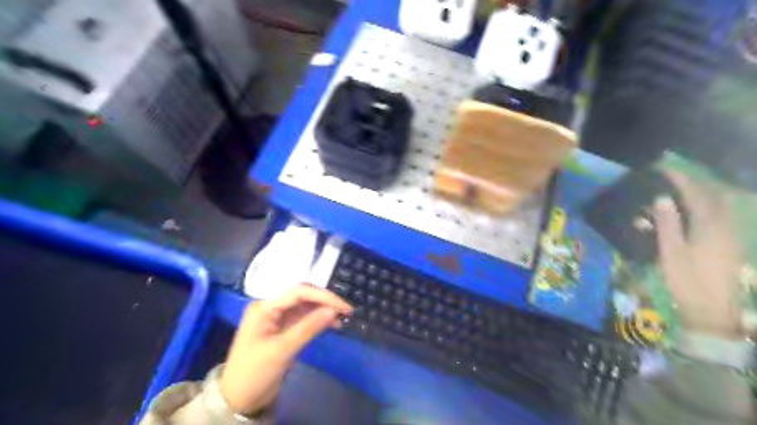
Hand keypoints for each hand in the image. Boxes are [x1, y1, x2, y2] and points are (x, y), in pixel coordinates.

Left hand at [216, 286, 352, 415]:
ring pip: (305, 307)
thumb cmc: (255, 373)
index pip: (299, 292)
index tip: (344, 306)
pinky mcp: (283, 329)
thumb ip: (308, 327)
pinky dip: (318, 320)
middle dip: (325, 301)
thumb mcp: (282, 350)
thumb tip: (334, 310)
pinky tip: (332, 324)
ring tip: (342, 318)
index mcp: (265, 307)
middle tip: (346, 311)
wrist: (238, 400)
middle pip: (303, 296)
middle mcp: (271, 307)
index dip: (323, 296)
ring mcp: (277, 318)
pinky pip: (304, 318)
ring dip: (323, 310)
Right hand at [655, 171, 742, 339]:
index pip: (697, 194)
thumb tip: (662, 198)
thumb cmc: (687, 280)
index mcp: (711, 227)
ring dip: (701, 194)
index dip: (681, 179)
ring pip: (720, 206)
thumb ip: (667, 223)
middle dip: (694, 183)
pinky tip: (692, 213)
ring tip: (679, 191)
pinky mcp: (729, 245)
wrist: (712, 311)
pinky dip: (706, 207)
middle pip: (715, 196)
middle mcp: (726, 227)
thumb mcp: (671, 252)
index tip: (664, 169)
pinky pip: (720, 217)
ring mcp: (731, 236)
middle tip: (671, 178)